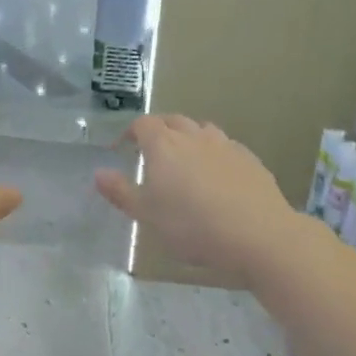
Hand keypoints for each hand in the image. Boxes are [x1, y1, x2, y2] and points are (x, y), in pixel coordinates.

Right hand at [93, 116, 301, 286]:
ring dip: (188, 138)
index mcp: (164, 145)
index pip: (142, 124)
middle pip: (172, 121)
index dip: (130, 132)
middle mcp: (194, 136)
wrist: (258, 234)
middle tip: (151, 152)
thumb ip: (121, 192)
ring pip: (201, 130)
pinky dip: (214, 154)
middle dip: (158, 131)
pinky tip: (217, 176)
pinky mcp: (249, 159)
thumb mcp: (147, 216)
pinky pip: (225, 147)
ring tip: (184, 161)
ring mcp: (225, 145)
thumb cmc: (192, 226)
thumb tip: (98, 172)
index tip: (122, 148)